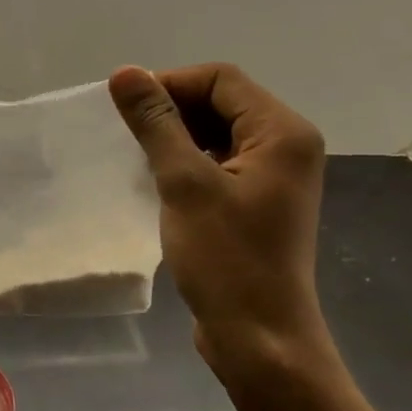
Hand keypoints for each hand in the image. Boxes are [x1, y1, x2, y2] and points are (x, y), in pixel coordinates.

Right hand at [109, 64, 337, 384]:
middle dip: (172, 110)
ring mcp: (274, 176)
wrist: (259, 337)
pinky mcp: (258, 202)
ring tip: (138, 159)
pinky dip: (188, 162)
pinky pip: (220, 162)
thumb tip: (125, 73)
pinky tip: (158, 182)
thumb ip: (156, 124)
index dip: (170, 84)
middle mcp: (286, 145)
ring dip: (177, 137)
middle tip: (128, 136)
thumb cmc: (226, 258)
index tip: (125, 110)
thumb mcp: (185, 184)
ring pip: (218, 133)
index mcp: (282, 132)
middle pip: (222, 102)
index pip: (220, 79)